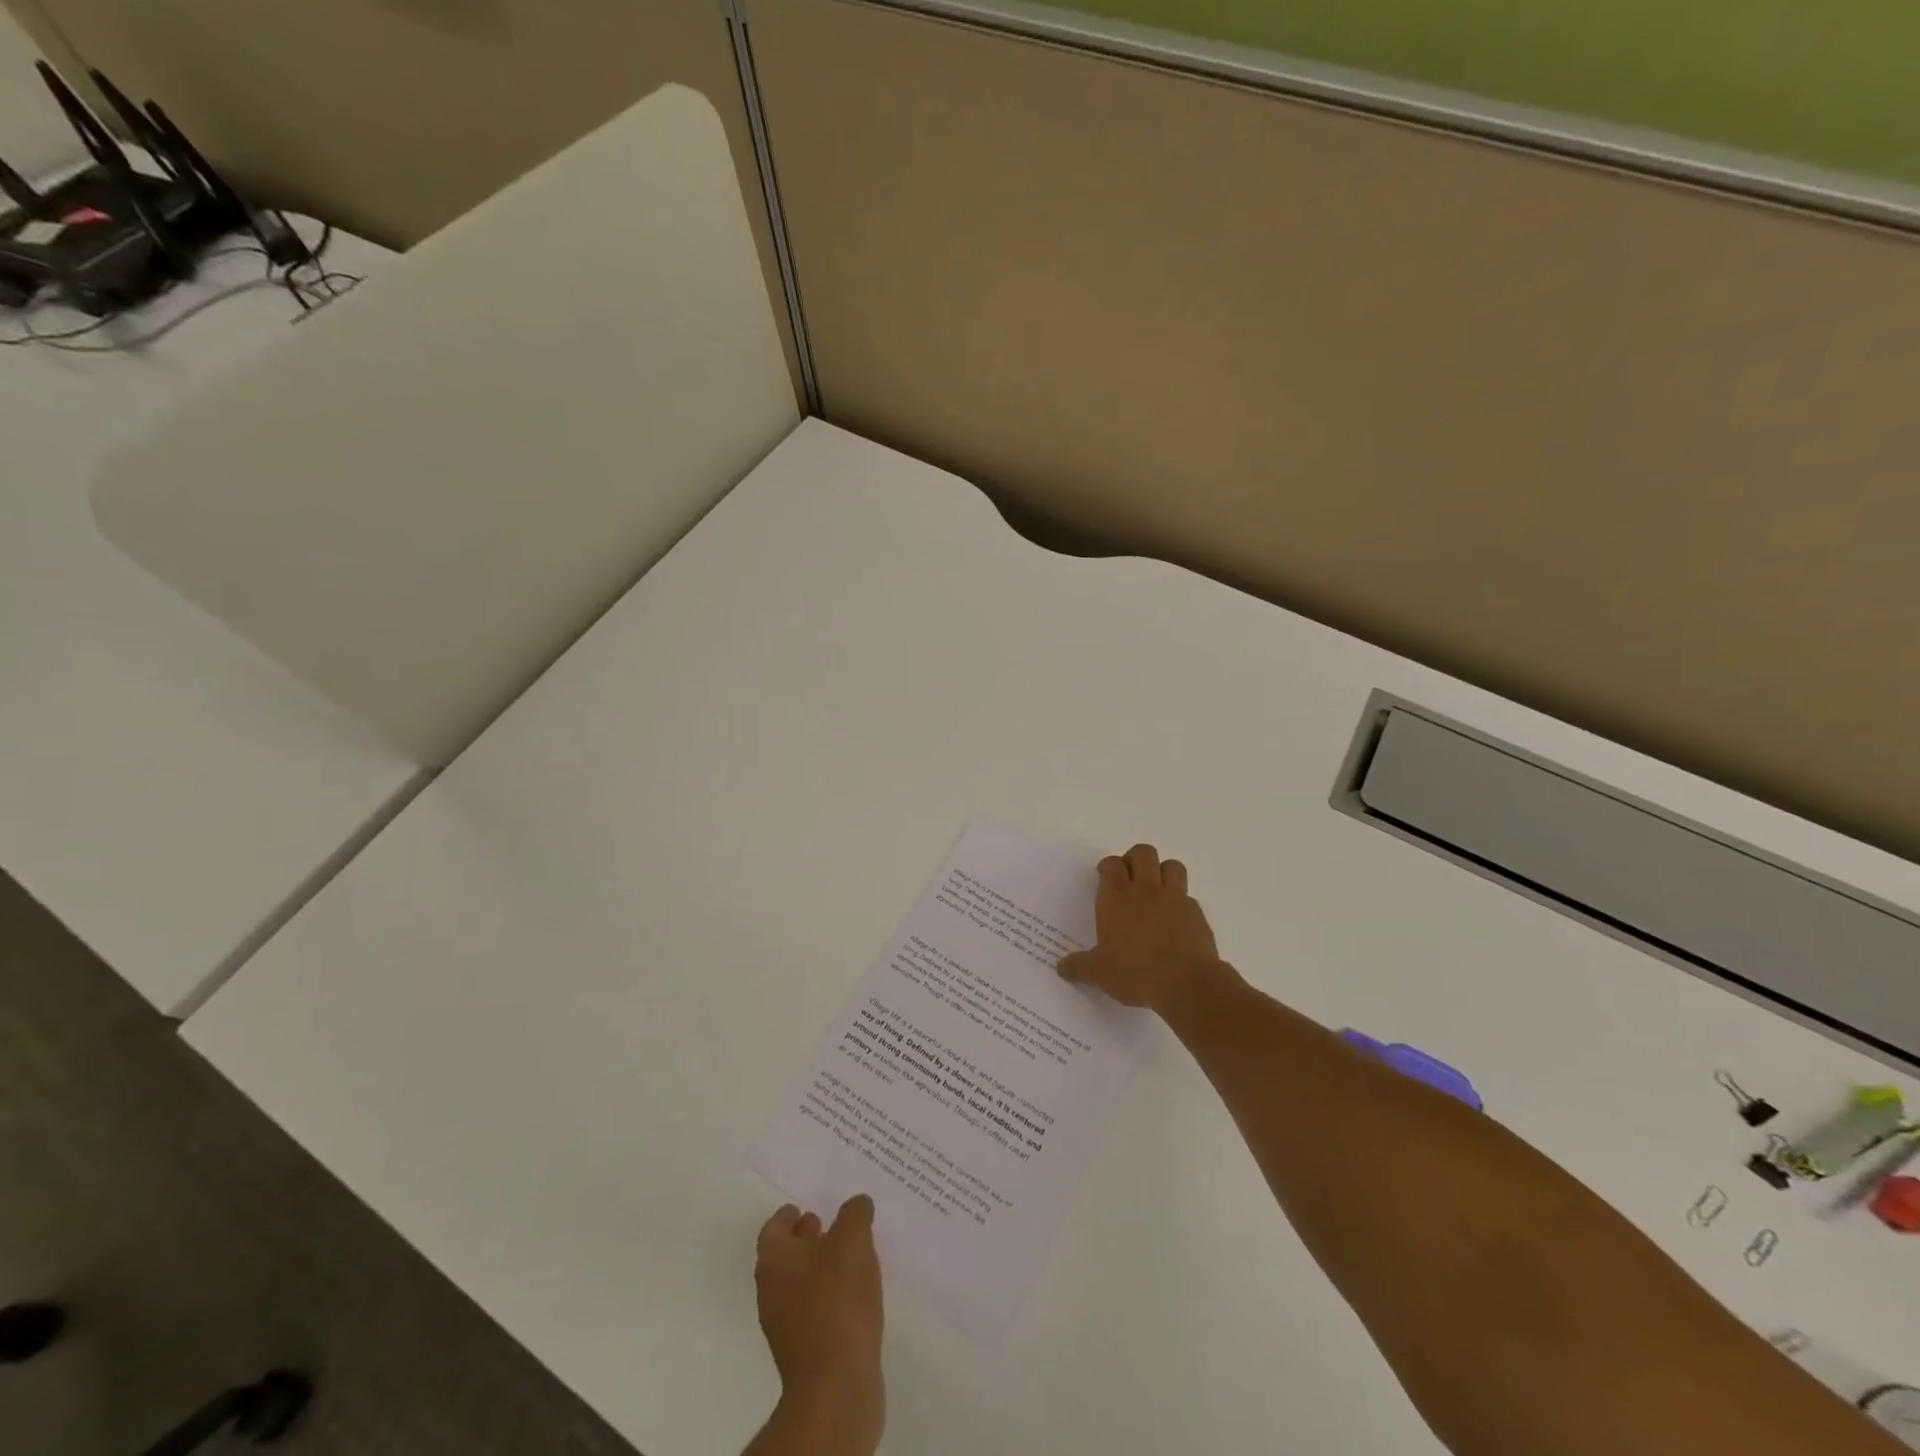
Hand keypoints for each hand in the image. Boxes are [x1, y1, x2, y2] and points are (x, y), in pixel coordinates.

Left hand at [754, 1196, 884, 1452]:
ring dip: (818, 1268)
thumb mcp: (853, 1240)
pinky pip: (812, 1312)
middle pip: (783, 1258)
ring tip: (848, 1258)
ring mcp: (785, 1327)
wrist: (835, 1386)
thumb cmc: (837, 1300)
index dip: (787, 1216)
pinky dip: (828, 1296)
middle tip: (826, 1225)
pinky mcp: (804, 1353)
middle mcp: (771, 1291)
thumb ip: (854, 1214)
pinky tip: (853, 1295)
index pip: (773, 1229)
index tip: (802, 1208)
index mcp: (774, 1261)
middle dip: (803, 1240)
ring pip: (798, 1285)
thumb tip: (856, 1204)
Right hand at [1057, 843, 1223, 1013]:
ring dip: (1162, 871)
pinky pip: (1187, 896)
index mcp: (1116, 898)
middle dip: (1135, 859)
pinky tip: (1174, 921)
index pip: (1112, 864)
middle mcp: (1145, 890)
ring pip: (1171, 866)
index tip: (1104, 877)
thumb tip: (1062, 967)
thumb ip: (1079, 967)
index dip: (1108, 866)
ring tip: (1156, 890)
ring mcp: (1174, 898)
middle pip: (1143, 853)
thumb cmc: (1136, 973)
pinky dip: (1180, 902)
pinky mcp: (1196, 913)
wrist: (1187, 983)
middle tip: (1129, 878)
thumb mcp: (1100, 974)